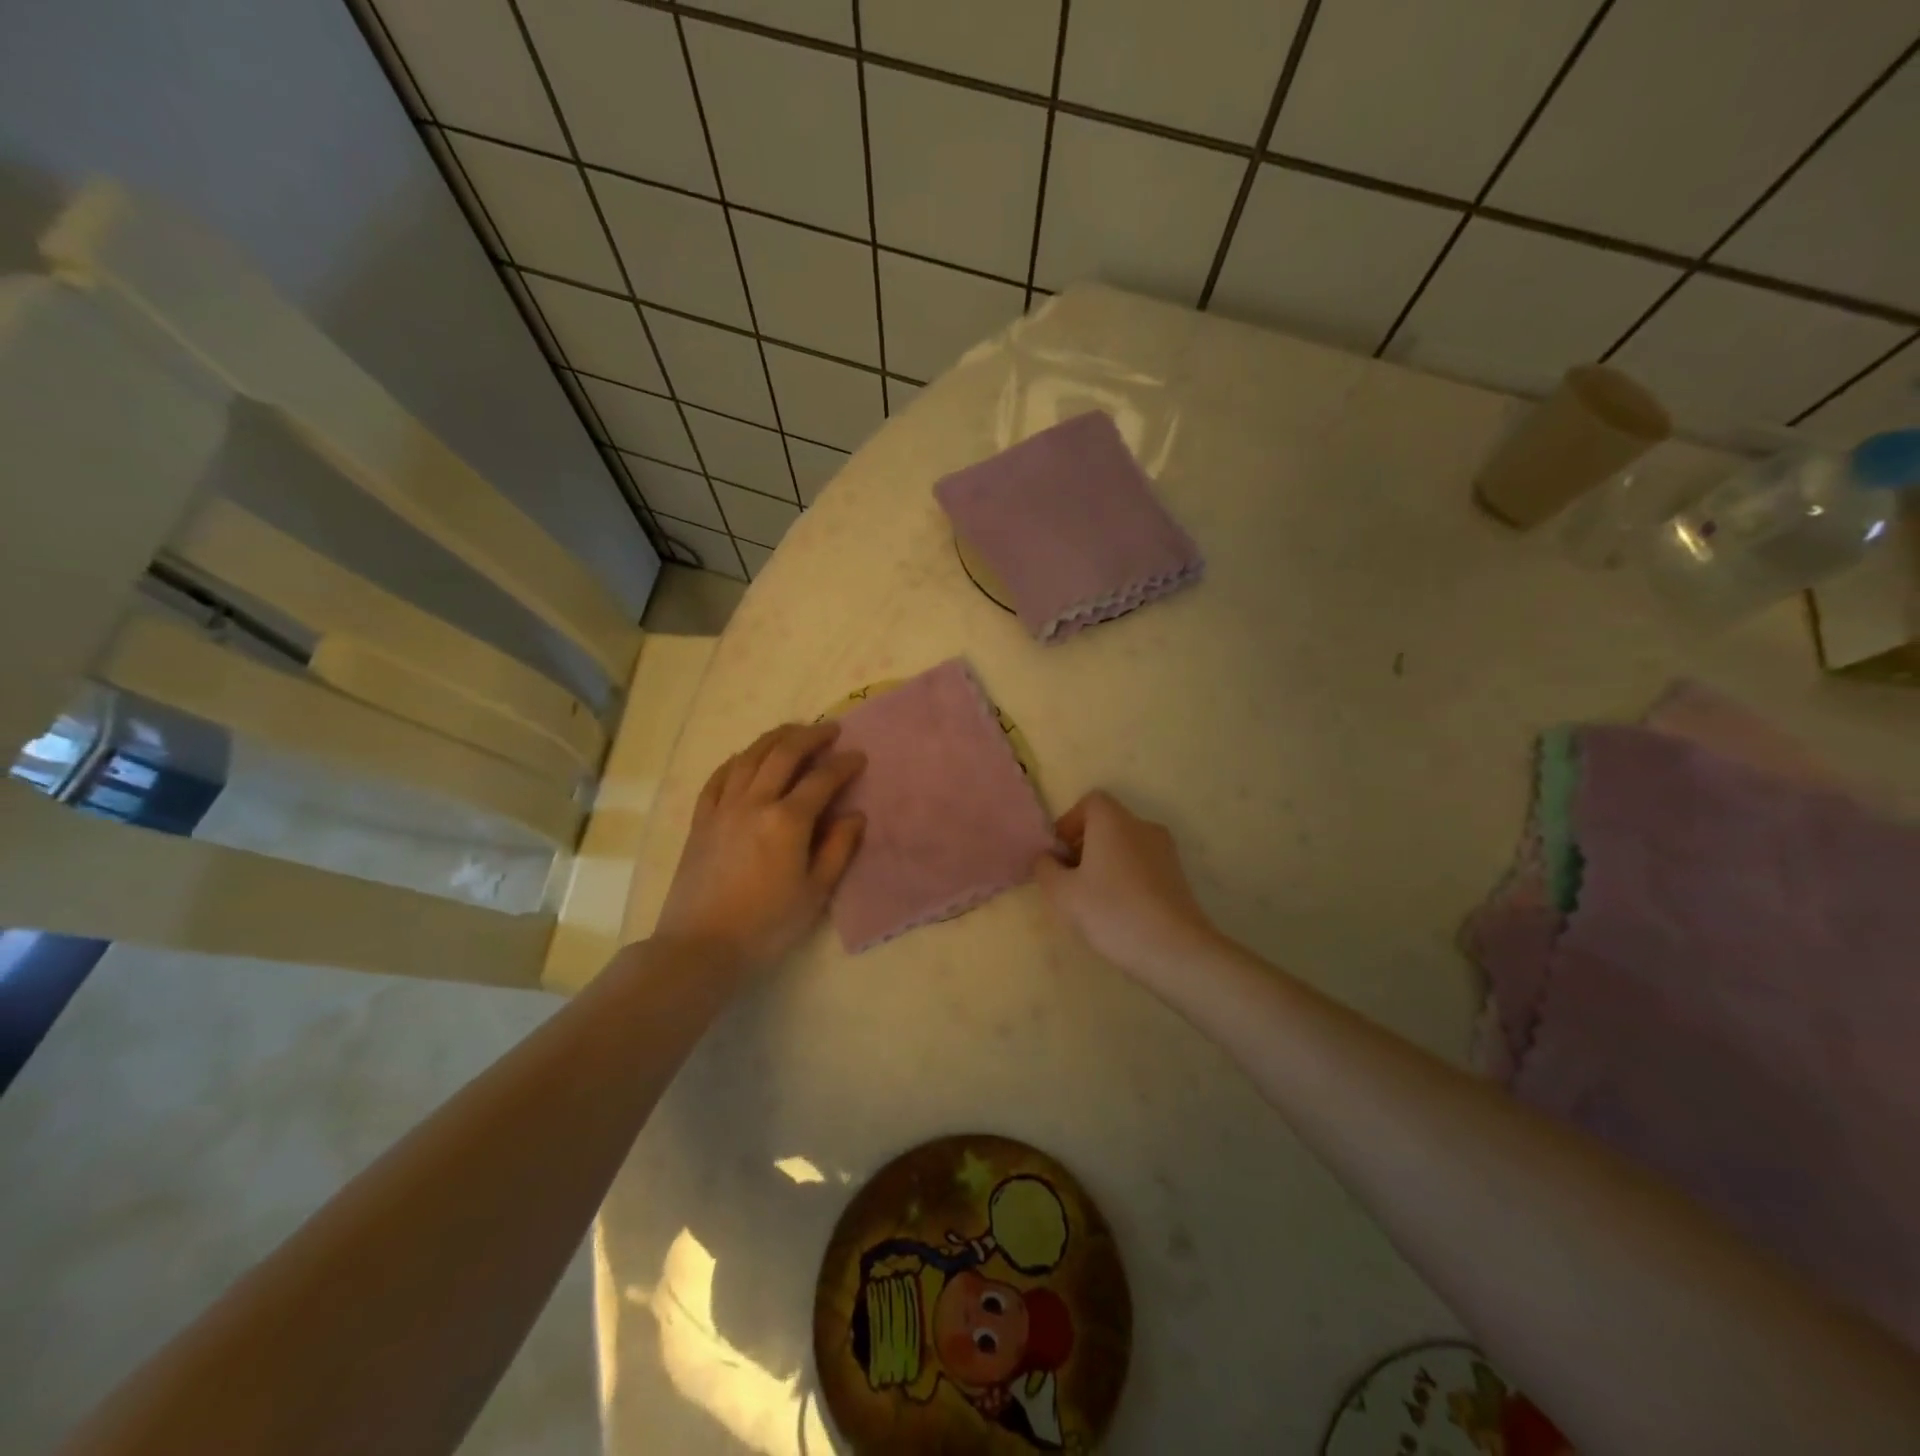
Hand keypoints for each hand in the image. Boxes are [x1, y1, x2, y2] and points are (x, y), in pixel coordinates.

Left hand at [654, 721, 865, 969]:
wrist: (700, 947)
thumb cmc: (767, 925)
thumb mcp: (815, 893)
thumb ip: (838, 849)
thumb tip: (855, 815)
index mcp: (787, 821)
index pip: (821, 779)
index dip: (843, 764)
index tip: (859, 756)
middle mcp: (754, 802)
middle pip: (783, 754)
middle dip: (810, 736)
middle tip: (830, 730)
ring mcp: (723, 808)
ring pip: (749, 757)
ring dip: (774, 738)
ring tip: (793, 731)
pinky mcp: (700, 820)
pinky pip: (719, 777)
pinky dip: (736, 760)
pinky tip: (745, 757)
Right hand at [1033, 791, 1217, 975]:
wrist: (1174, 949)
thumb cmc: (1112, 911)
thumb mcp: (1062, 893)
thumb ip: (1045, 869)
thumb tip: (1047, 858)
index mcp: (1114, 821)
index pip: (1089, 802)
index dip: (1069, 823)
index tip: (1058, 855)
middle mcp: (1142, 826)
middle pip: (1107, 824)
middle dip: (1084, 846)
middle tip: (1070, 880)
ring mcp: (1165, 851)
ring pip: (1125, 846)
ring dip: (1105, 863)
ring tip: (1092, 900)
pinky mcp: (1178, 876)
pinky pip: (1142, 865)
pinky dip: (1126, 877)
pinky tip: (1119, 911)